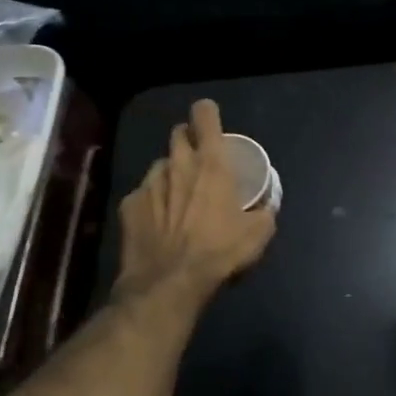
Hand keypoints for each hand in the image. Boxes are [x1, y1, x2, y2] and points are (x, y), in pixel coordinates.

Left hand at [114, 99, 276, 300]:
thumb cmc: (219, 251)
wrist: (169, 282)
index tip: (212, 124)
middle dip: (188, 140)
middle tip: (199, 162)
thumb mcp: (258, 234)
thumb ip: (265, 211)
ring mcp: (149, 183)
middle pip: (178, 132)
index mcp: (210, 162)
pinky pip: (142, 194)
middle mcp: (177, 163)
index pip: (204, 114)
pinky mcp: (129, 204)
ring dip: (170, 173)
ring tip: (178, 198)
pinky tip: (157, 223)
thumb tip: (267, 205)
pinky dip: (151, 202)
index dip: (208, 113)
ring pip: (160, 164)